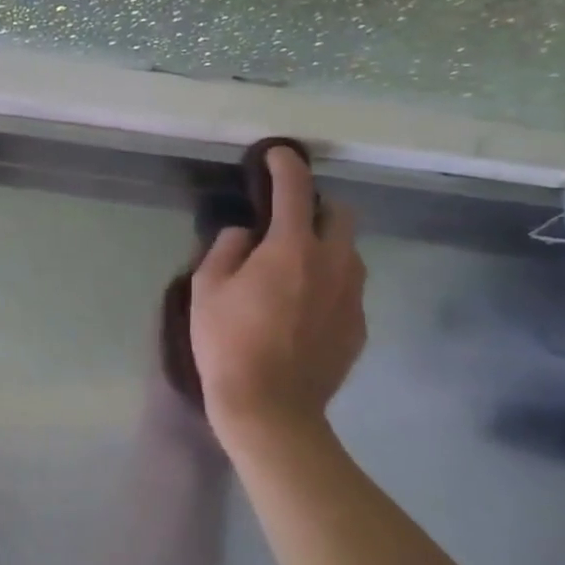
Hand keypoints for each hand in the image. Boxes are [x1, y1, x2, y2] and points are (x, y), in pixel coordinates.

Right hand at [189, 147, 366, 446]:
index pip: (296, 188)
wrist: (271, 410)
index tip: (277, 154)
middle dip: (318, 207)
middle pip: (342, 214)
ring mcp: (352, 297)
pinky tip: (303, 309)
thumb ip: (226, 248)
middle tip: (287, 223)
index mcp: (292, 248)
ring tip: (295, 268)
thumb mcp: (206, 288)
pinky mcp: (359, 327)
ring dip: (326, 246)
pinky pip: (349, 289)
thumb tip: (246, 234)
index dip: (286, 164)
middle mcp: (333, 264)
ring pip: (350, 253)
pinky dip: (329, 284)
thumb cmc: (229, 343)